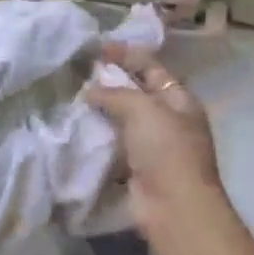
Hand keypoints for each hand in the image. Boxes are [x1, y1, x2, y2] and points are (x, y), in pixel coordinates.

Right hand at [87, 42, 222, 233]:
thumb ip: (116, 94)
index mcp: (180, 100)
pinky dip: (99, 138)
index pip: (152, 68)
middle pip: (138, 93)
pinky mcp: (137, 169)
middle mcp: (169, 120)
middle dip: (111, 83)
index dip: (127, 55)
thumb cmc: (166, 150)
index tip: (98, 48)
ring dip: (102, 111)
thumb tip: (91, 91)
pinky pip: (115, 146)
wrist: (173, 207)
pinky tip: (78, 130)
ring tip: (73, 99)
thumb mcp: (143, 109)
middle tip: (80, 73)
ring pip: (124, 121)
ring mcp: (154, 147)